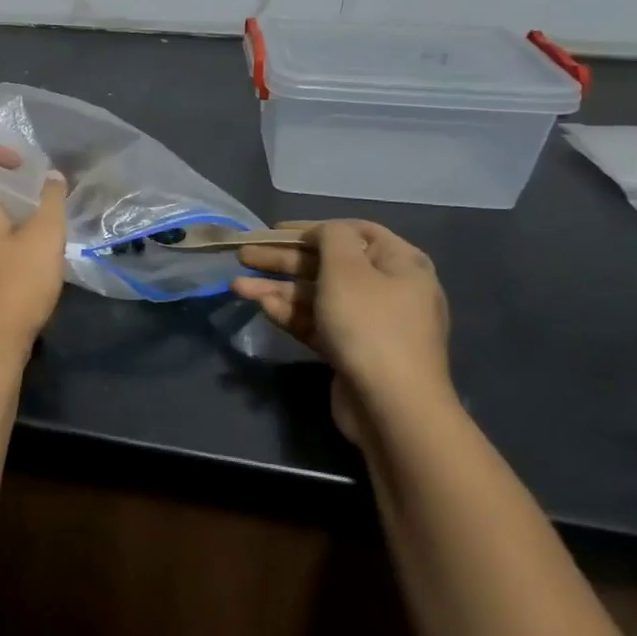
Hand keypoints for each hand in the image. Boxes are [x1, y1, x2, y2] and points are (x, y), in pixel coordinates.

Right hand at [233, 220, 451, 442]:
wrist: (392, 406)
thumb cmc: (370, 324)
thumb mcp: (347, 269)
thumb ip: (331, 238)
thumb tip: (325, 234)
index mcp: (399, 263)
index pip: (353, 231)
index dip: (312, 228)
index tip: (275, 230)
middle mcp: (388, 289)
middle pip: (328, 264)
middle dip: (283, 259)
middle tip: (244, 256)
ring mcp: (370, 323)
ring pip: (317, 295)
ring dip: (277, 288)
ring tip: (237, 287)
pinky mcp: (351, 350)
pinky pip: (317, 323)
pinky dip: (290, 313)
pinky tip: (261, 307)